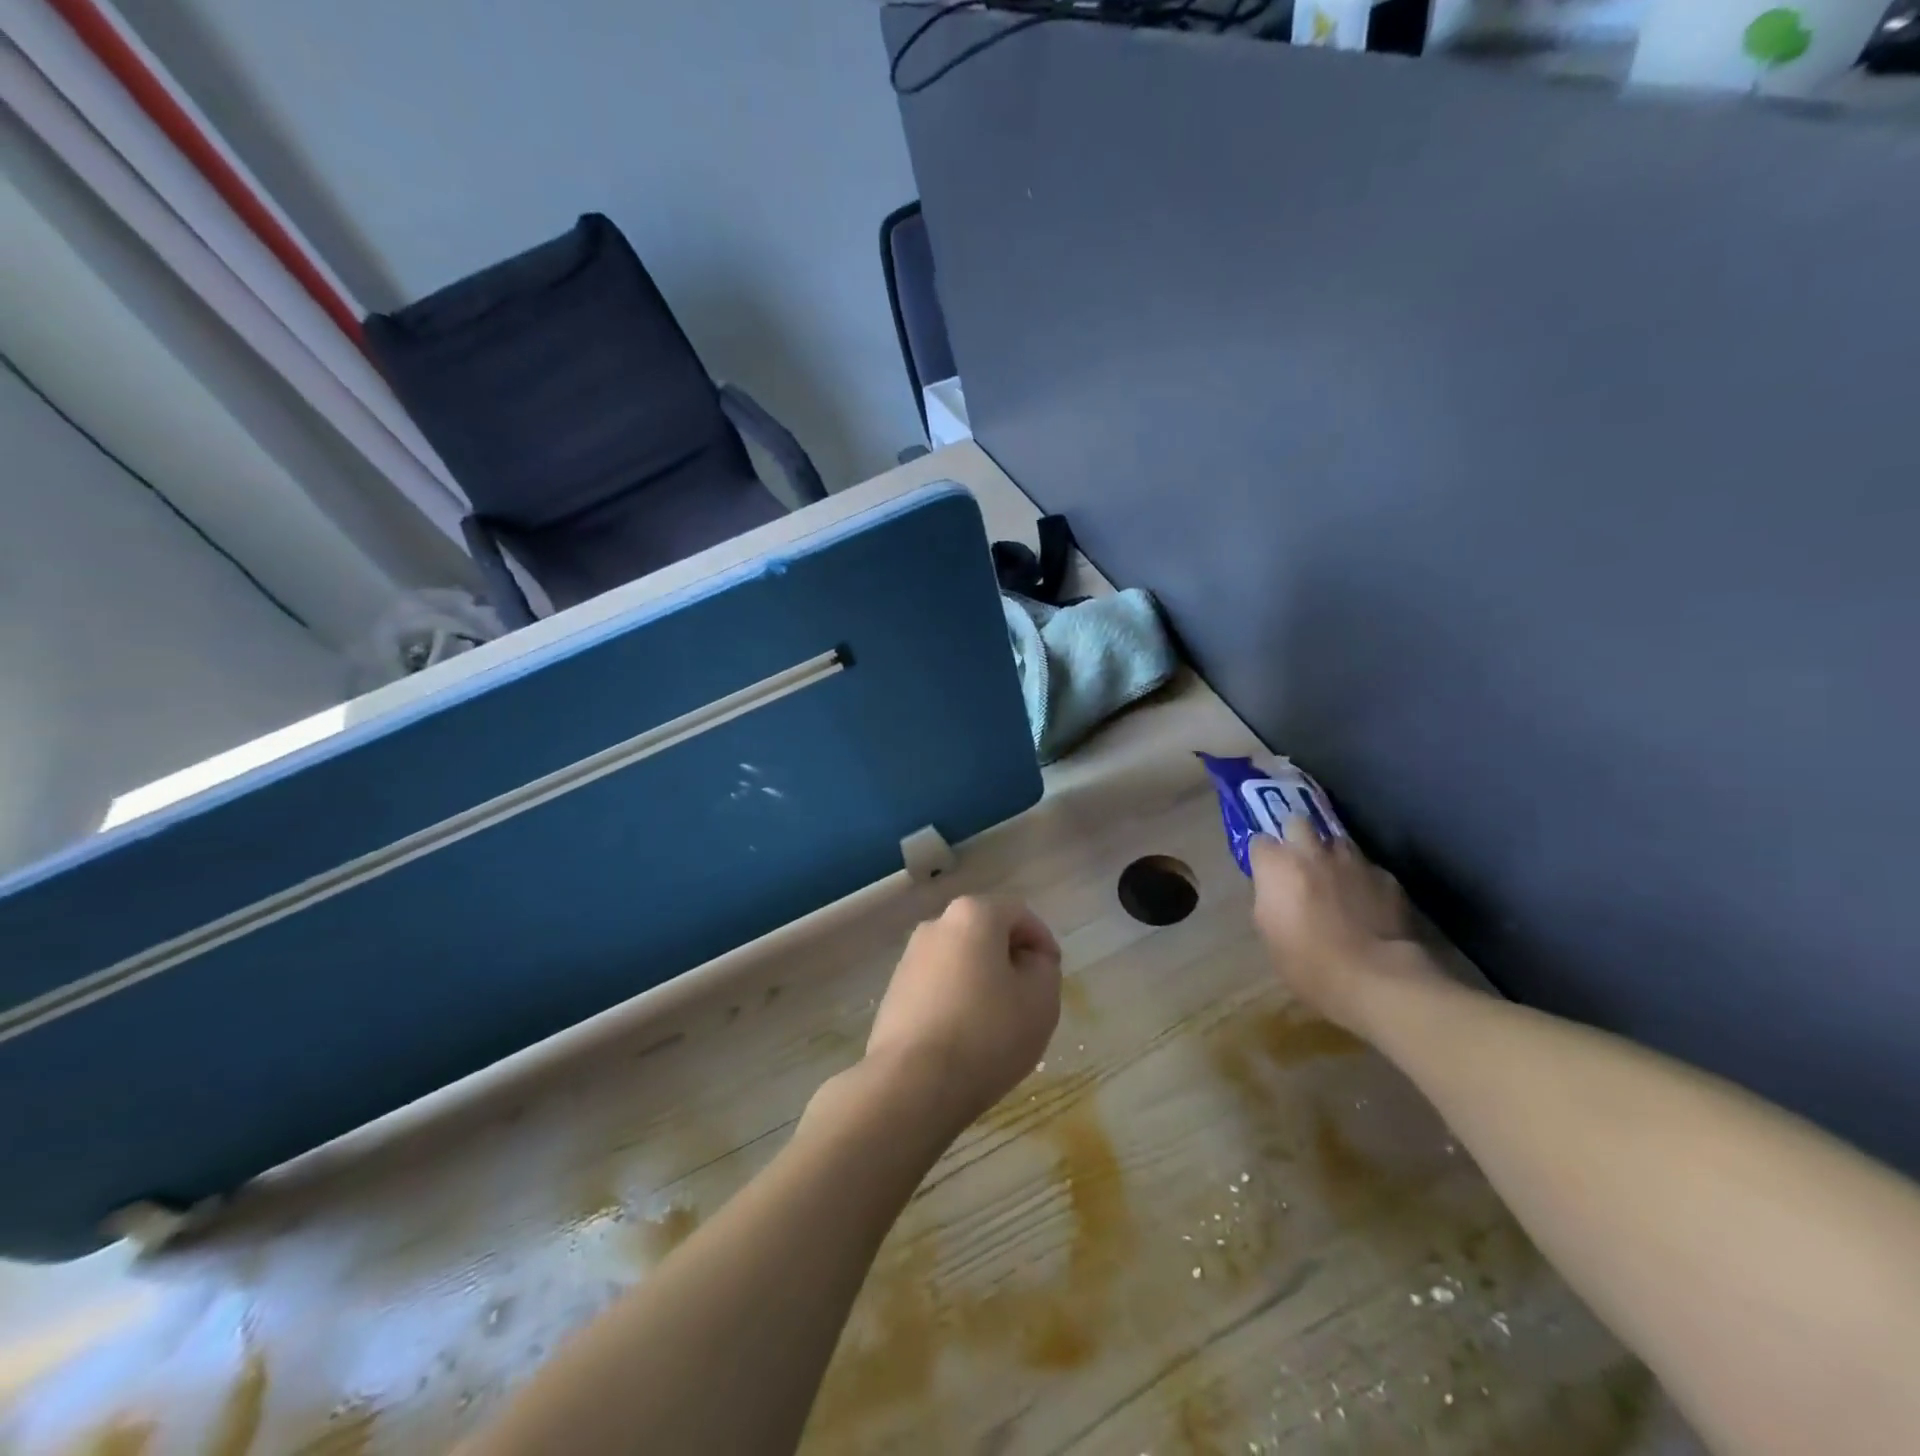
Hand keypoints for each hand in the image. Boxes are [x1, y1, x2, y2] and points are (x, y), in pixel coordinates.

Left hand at [864, 896, 1062, 1134]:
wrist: (911, 1083)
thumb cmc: (987, 1033)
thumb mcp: (1041, 999)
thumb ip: (1044, 968)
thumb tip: (1028, 961)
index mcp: (972, 915)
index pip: (1019, 913)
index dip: (1042, 942)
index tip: (1052, 976)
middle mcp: (936, 925)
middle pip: (985, 934)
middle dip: (1010, 960)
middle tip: (1028, 999)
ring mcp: (909, 958)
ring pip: (960, 961)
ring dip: (982, 982)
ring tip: (998, 1024)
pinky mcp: (894, 992)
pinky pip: (938, 987)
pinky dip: (956, 1001)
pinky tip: (966, 1037)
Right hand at [1249, 821, 1429, 1034]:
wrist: (1374, 977)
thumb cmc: (1307, 962)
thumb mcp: (1269, 933)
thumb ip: (1269, 899)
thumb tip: (1275, 890)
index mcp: (1277, 866)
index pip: (1260, 842)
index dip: (1264, 857)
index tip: (1266, 872)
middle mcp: (1312, 852)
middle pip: (1298, 823)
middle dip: (1296, 837)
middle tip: (1299, 863)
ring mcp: (1352, 861)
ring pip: (1337, 842)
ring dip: (1332, 856)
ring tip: (1336, 880)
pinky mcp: (1386, 876)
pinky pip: (1368, 869)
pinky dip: (1363, 880)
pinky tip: (1368, 903)